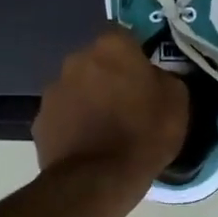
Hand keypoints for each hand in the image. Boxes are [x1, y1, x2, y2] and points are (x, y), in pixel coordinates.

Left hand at [34, 27, 188, 182]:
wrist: (97, 180)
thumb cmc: (144, 134)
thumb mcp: (177, 102)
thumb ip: (164, 78)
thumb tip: (155, 77)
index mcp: (112, 47)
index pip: (124, 36)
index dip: (134, 54)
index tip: (144, 74)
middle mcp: (77, 59)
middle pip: (96, 61)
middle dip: (108, 76)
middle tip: (127, 102)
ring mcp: (53, 90)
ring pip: (77, 87)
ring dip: (88, 99)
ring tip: (105, 128)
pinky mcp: (39, 121)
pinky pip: (63, 115)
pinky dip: (72, 125)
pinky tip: (87, 146)